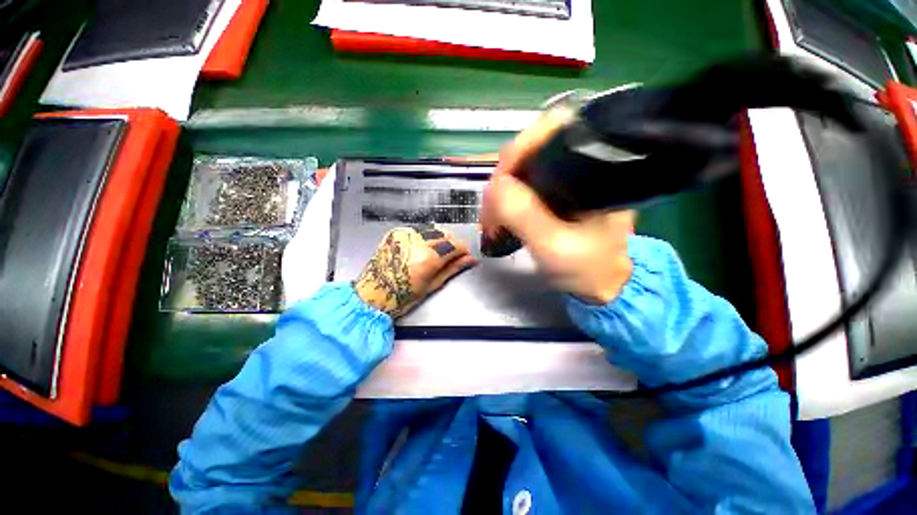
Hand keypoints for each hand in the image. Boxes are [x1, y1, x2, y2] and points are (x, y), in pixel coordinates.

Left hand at [355, 226, 475, 316]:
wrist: (372, 294)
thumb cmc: (403, 296)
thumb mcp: (432, 285)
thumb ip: (453, 268)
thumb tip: (470, 260)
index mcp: (428, 257)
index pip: (456, 244)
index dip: (463, 250)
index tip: (464, 256)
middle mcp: (417, 241)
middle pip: (445, 234)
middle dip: (452, 245)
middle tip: (450, 258)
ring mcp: (404, 234)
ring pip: (433, 230)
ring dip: (439, 239)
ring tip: (435, 254)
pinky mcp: (395, 233)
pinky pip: (418, 230)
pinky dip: (424, 237)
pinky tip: (421, 249)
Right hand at [481, 109, 635, 303]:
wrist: (602, 283)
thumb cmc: (587, 268)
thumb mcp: (554, 246)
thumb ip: (525, 215)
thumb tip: (495, 184)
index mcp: (596, 169)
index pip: (555, 130)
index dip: (520, 150)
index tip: (498, 181)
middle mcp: (583, 165)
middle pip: (534, 148)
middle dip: (505, 176)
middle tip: (490, 208)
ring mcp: (569, 178)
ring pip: (525, 167)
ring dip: (503, 190)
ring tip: (492, 218)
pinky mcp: (557, 191)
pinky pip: (525, 183)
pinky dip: (508, 198)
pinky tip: (501, 216)